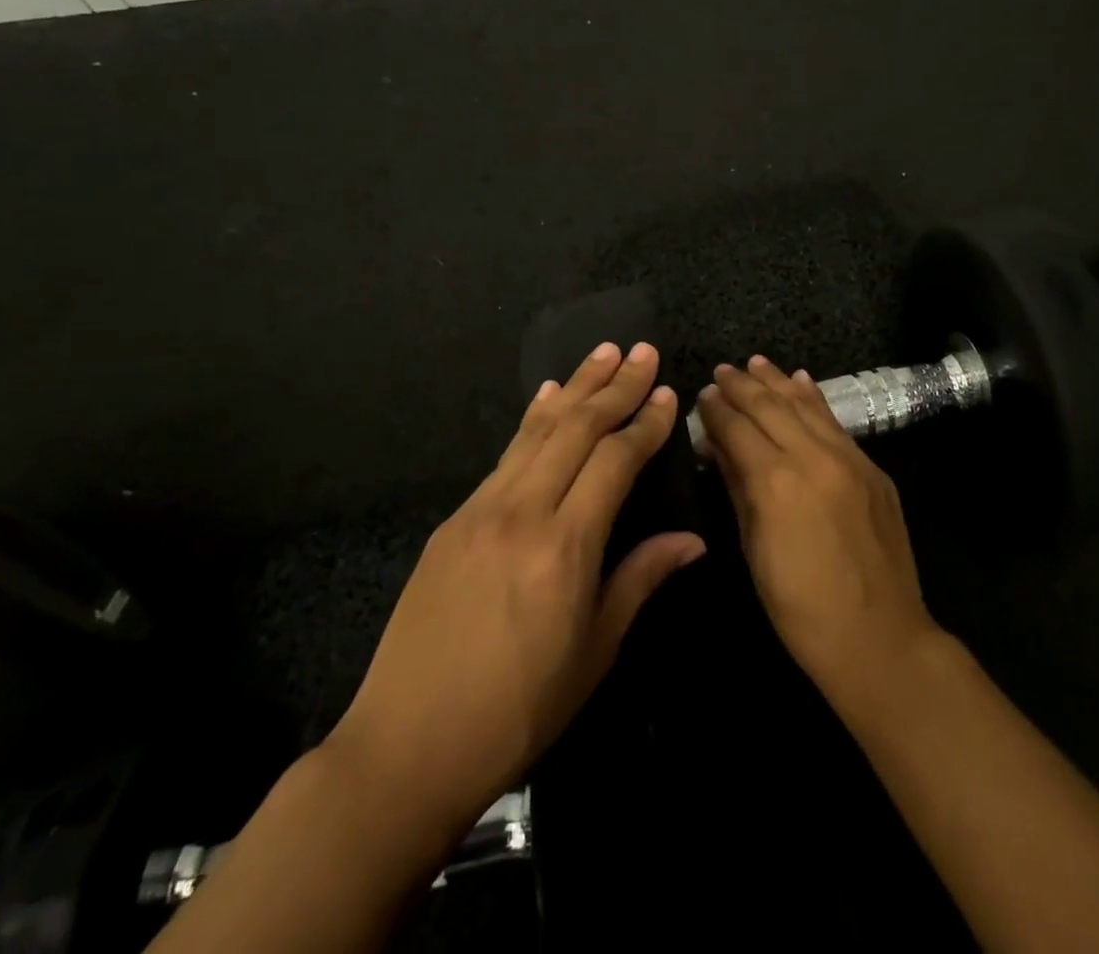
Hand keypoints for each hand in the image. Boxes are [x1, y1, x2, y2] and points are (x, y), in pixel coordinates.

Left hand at [327, 342, 704, 830]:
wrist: (406, 747)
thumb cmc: (518, 710)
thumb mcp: (595, 652)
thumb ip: (641, 579)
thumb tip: (691, 540)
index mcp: (564, 547)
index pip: (614, 461)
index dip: (644, 423)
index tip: (667, 393)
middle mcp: (522, 512)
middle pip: (576, 429)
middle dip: (614, 385)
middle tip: (642, 350)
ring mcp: (481, 510)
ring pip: (537, 430)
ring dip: (574, 387)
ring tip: (602, 352)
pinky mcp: (454, 519)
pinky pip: (505, 454)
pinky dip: (533, 419)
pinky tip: (547, 397)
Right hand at [694, 356, 941, 703]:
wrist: (879, 637)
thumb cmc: (800, 607)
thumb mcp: (754, 549)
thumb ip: (737, 487)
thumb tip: (717, 446)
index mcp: (776, 481)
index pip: (737, 429)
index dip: (717, 410)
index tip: (703, 394)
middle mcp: (813, 457)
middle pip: (770, 408)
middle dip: (742, 386)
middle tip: (722, 370)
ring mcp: (849, 458)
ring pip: (805, 406)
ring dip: (777, 381)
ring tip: (755, 362)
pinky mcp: (872, 467)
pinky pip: (835, 422)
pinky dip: (813, 399)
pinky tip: (800, 381)